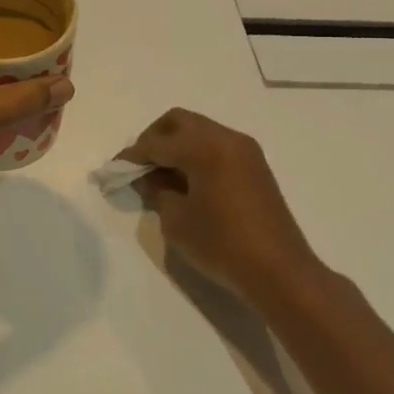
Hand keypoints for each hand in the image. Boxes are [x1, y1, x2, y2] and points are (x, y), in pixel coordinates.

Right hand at [123, 108, 327, 305]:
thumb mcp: (176, 220)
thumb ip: (157, 190)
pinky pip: (216, 145)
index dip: (132, 156)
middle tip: (140, 166)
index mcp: (205, 147)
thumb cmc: (222, 245)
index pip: (157, 142)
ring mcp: (245, 150)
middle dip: (154, 138)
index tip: (114, 169)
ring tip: (161, 175)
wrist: (279, 271)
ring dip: (176, 144)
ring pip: (200, 130)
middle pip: (179, 121)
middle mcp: (226, 138)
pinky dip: (196, 153)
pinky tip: (186, 180)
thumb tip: (149, 176)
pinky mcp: (255, 165)